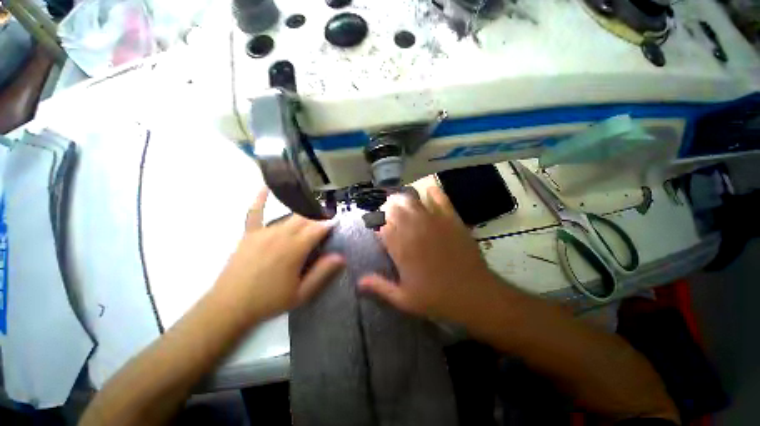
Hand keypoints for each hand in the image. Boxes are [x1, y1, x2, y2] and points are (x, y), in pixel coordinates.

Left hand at [213, 189, 344, 322]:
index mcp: (295, 248)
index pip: (318, 228)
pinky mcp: (249, 234)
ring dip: (303, 213)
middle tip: (327, 219)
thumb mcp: (301, 293)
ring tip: (313, 212)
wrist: (229, 307)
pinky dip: (260, 199)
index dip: (330, 224)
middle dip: (319, 217)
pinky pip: (255, 212)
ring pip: (289, 216)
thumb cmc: (269, 301)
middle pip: (306, 218)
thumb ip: (322, 273)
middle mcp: (281, 235)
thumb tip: (340, 256)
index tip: (338, 222)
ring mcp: (264, 232)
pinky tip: (265, 187)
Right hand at [359, 185, 499, 324]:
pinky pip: (440, 198)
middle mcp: (413, 229)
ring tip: (402, 202)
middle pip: (394, 208)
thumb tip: (358, 281)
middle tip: (389, 214)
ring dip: (404, 199)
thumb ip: (380, 287)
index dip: (377, 224)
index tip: (378, 228)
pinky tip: (428, 193)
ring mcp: (433, 221)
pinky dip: (432, 193)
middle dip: (387, 209)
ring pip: (412, 200)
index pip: (381, 226)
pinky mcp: (450, 218)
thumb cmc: (436, 298)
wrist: (474, 293)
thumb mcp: (404, 299)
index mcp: (400, 248)